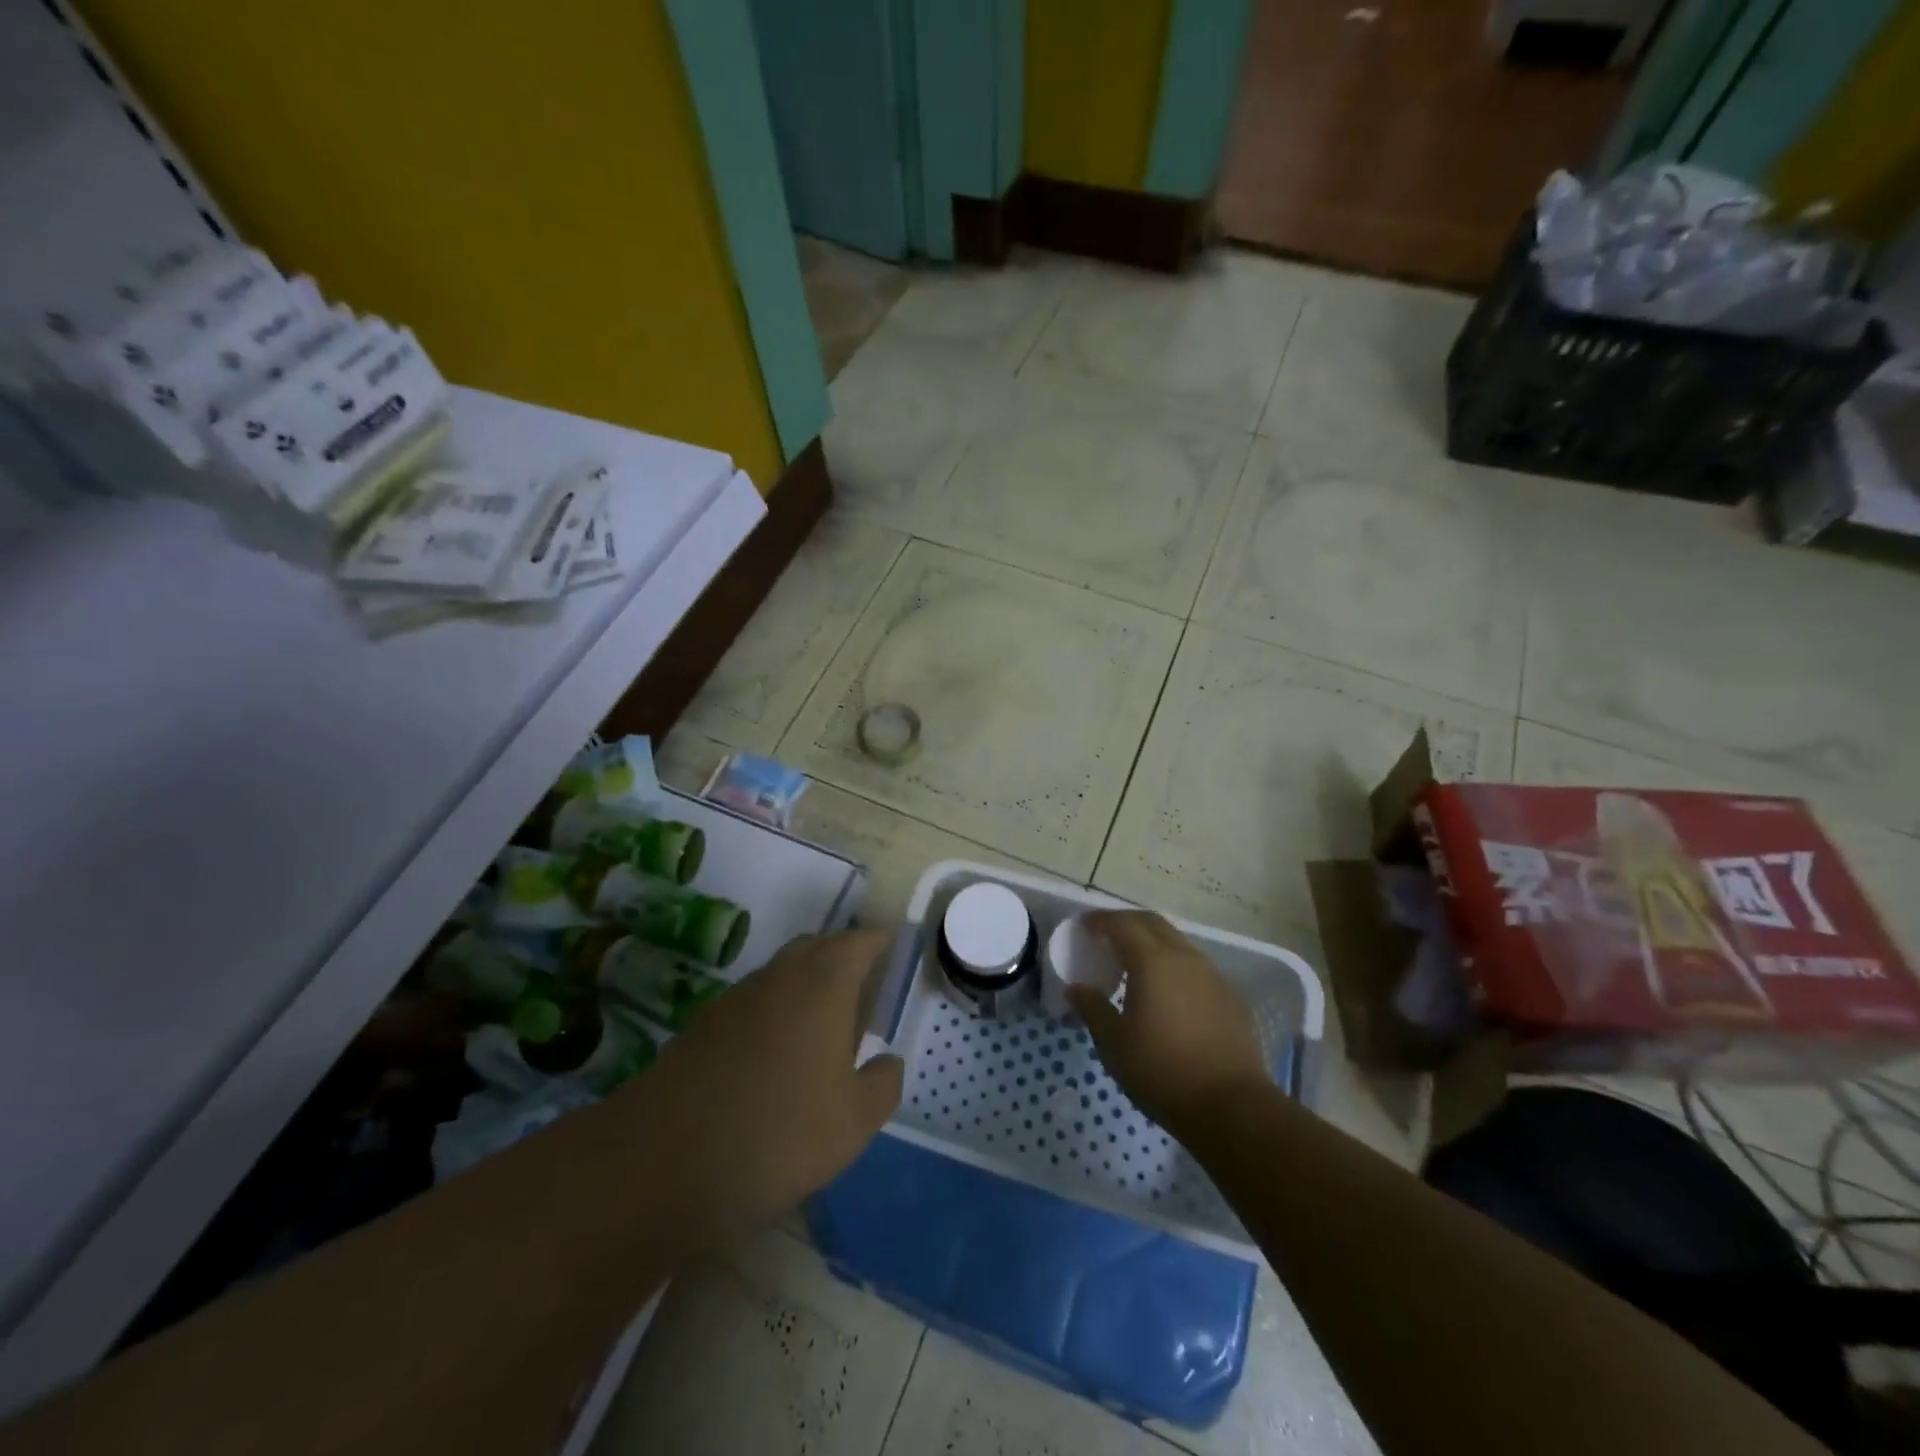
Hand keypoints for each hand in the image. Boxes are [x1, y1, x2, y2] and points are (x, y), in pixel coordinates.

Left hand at [619, 930, 903, 1241]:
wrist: (664, 1162)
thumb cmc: (780, 1132)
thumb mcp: (854, 1121)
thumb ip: (883, 1084)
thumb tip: (887, 1062)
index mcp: (824, 983)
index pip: (858, 942)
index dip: (878, 943)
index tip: (893, 952)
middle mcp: (779, 976)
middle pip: (816, 948)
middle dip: (842, 959)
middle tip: (863, 991)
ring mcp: (735, 998)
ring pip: (781, 974)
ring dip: (805, 987)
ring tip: (822, 1029)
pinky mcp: (702, 1027)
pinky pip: (752, 1004)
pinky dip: (772, 1014)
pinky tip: (774, 1059)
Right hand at [1070, 911, 1269, 1140]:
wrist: (1232, 1107)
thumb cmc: (1163, 1072)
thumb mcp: (1114, 1044)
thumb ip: (1093, 1009)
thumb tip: (1075, 989)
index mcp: (1153, 962)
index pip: (1122, 924)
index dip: (1100, 920)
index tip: (1083, 925)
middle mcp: (1185, 957)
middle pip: (1152, 923)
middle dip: (1126, 922)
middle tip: (1106, 936)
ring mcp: (1213, 975)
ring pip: (1177, 942)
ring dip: (1152, 942)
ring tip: (1134, 963)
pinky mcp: (1230, 996)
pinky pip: (1195, 966)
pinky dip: (1174, 964)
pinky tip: (1167, 991)